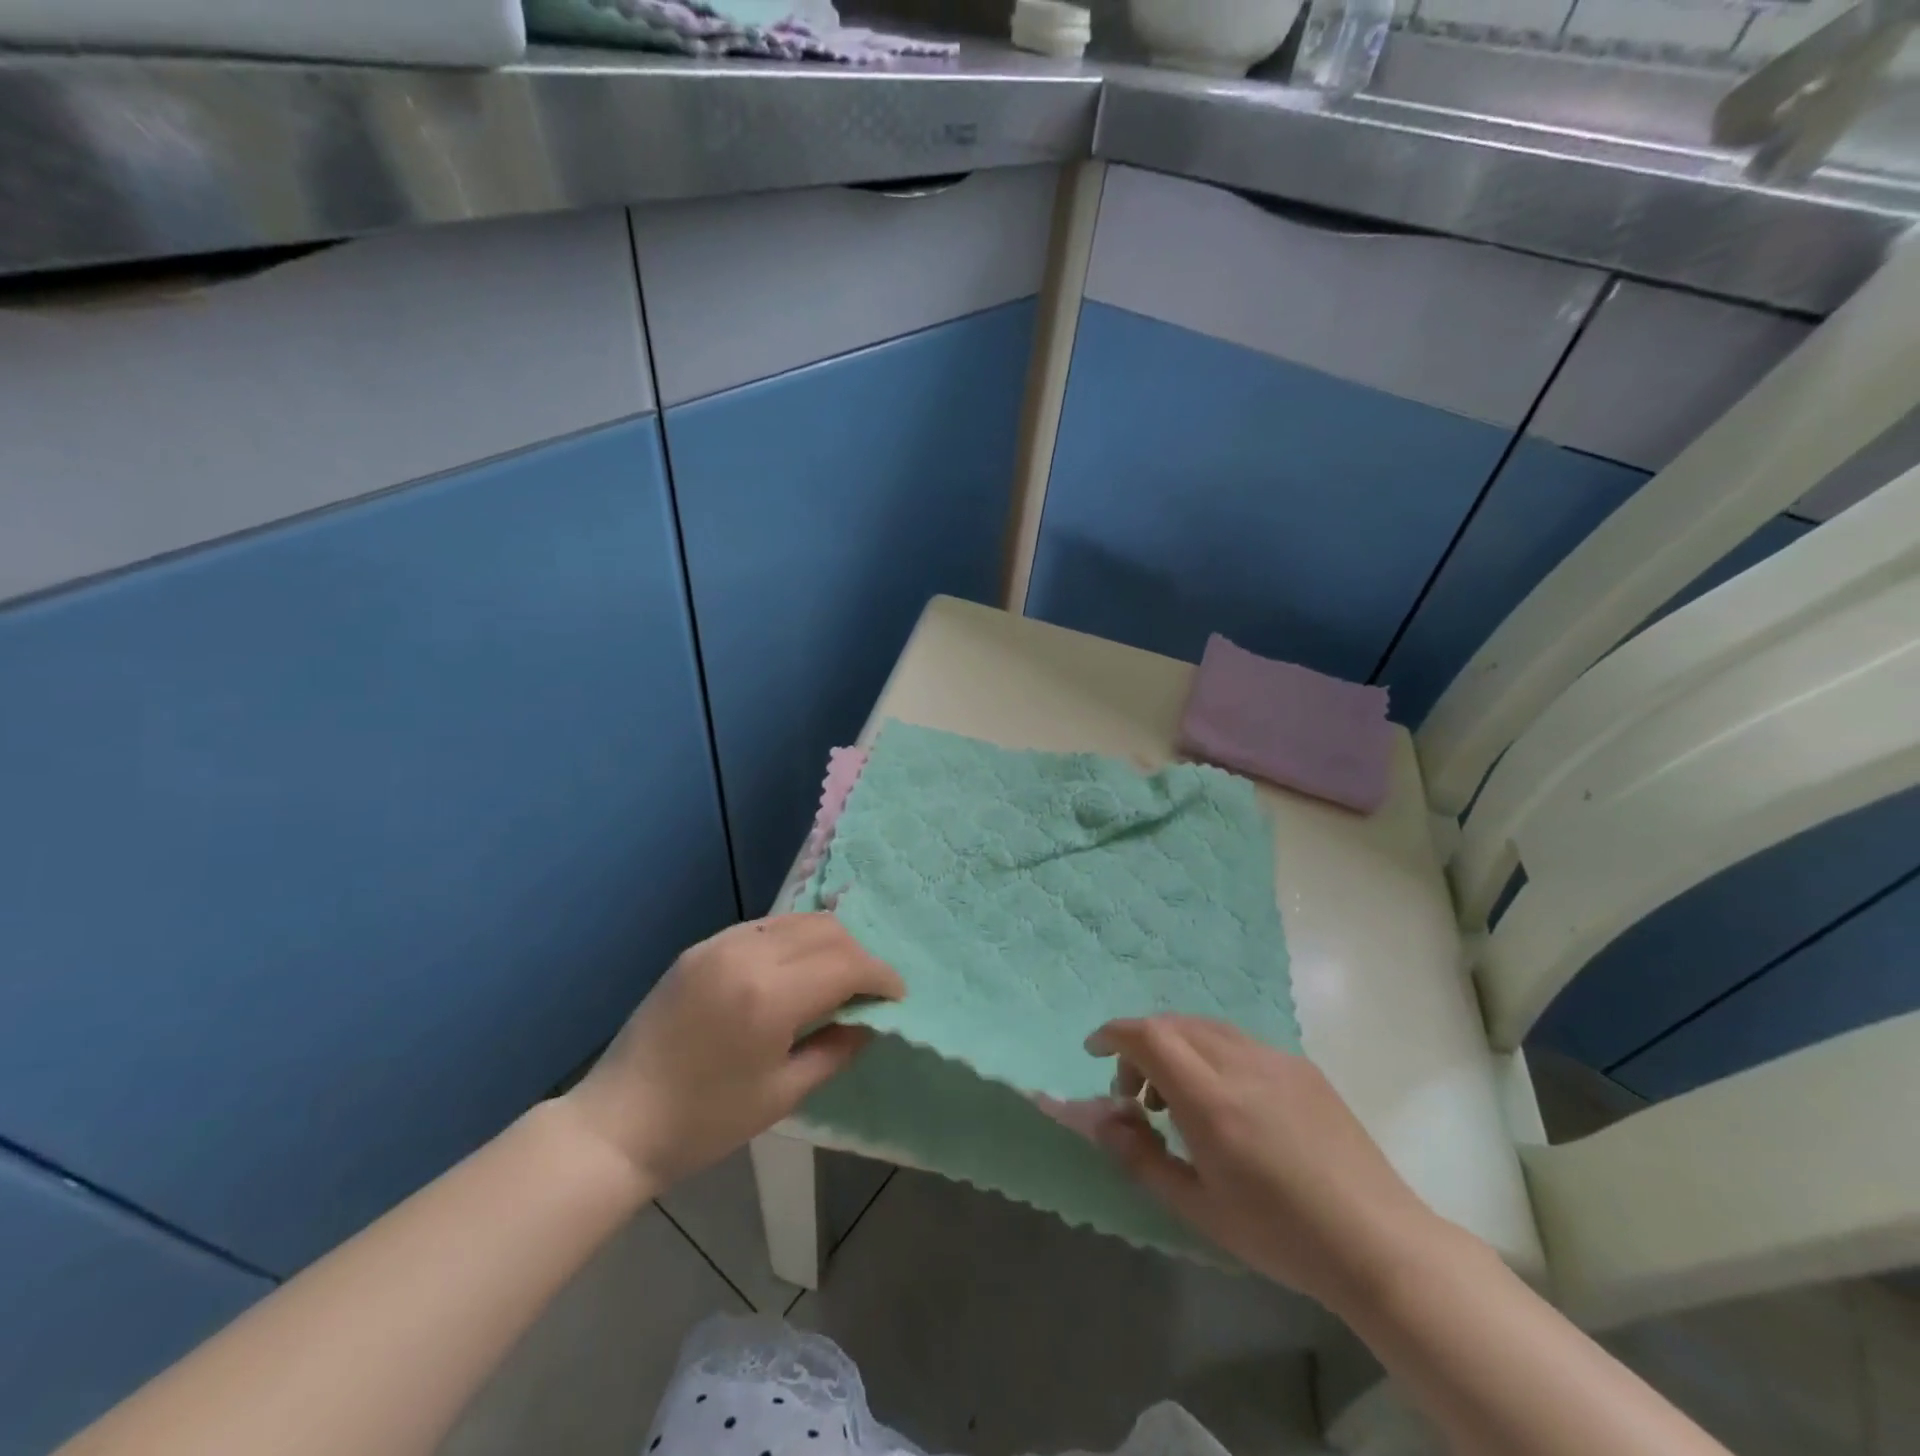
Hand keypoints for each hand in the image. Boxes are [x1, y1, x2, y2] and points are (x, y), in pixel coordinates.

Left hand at [563, 914, 903, 1190]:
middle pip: (826, 930)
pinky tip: (796, 970)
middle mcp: (747, 954)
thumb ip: (836, 1049)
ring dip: (828, 942)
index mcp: (769, 996)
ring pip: (797, 920)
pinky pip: (765, 926)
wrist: (617, 1123)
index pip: (846, 963)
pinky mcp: (701, 947)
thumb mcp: (782, 1095)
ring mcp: (719, 944)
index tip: (896, 996)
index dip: (880, 976)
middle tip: (869, 989)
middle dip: (859, 955)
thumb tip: (868, 1020)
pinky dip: (793, 940)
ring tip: (837, 977)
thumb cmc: (705, 1123)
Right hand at [1081, 1015, 1440, 1310]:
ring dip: (1176, 1047)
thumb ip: (1140, 1156)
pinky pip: (1238, 1042)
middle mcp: (1241, 1064)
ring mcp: (1275, 1059)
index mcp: (1212, 1101)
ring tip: (1178, 1101)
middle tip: (1137, 1097)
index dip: (1113, 1034)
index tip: (1094, 1051)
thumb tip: (1098, 1119)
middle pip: (1173, 1024)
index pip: (1148, 1036)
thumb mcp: (1198, 1208)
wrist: (1377, 1243)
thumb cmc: (1280, 1235)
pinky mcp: (1300, 1066)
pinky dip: (1210, 1053)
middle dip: (1141, 1046)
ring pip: (1205, 1028)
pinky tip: (1226, 1103)